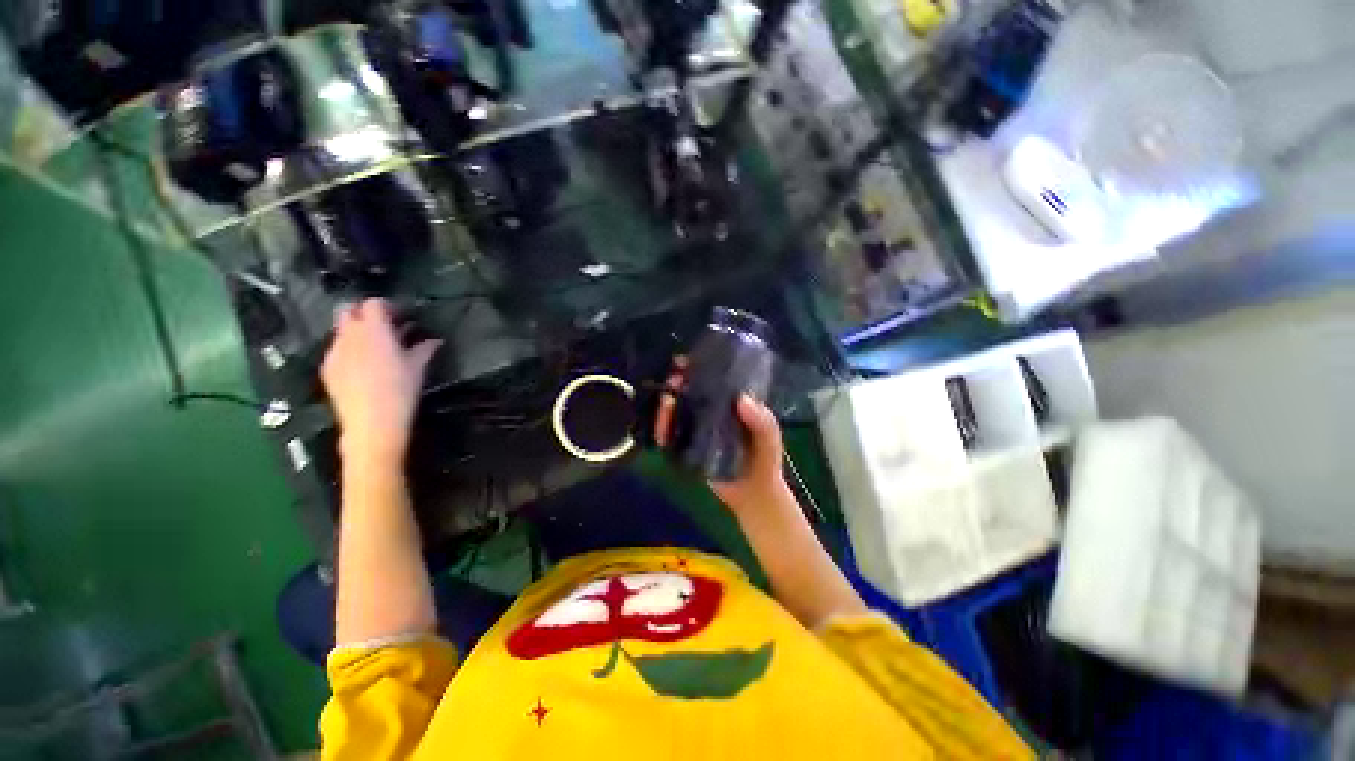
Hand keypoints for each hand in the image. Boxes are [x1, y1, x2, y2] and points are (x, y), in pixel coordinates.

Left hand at [321, 299, 440, 464]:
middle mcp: (350, 335)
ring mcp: (334, 351)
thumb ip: (423, 349)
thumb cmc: (400, 391)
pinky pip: (336, 349)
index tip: (401, 317)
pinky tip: (361, 366)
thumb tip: (434, 340)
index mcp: (374, 330)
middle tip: (383, 326)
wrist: (371, 423)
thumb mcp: (417, 368)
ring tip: (373, 347)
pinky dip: (348, 349)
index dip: (388, 307)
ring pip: (340, 330)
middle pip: (348, 310)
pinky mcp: (327, 367)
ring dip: (355, 331)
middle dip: (363, 313)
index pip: (374, 304)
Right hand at [654, 358, 792, 517]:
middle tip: (673, 379)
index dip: (696, 368)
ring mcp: (698, 431)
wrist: (754, 494)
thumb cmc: (764, 461)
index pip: (711, 380)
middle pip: (688, 393)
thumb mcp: (769, 438)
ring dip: (666, 406)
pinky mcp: (689, 449)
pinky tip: (660, 430)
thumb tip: (741, 400)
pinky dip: (662, 431)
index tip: (684, 361)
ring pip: (676, 413)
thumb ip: (762, 421)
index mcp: (730, 404)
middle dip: (677, 383)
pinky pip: (672, 437)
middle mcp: (711, 413)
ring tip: (666, 402)